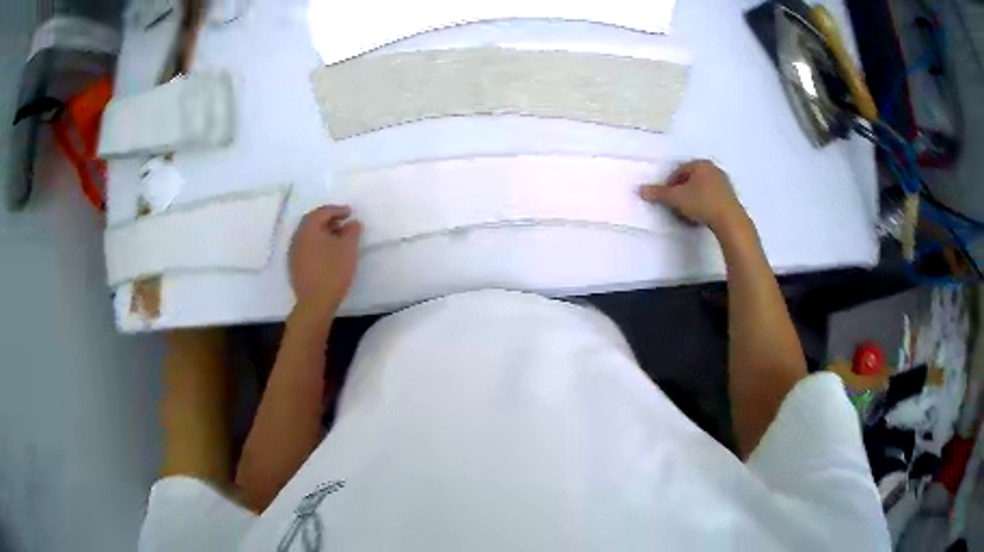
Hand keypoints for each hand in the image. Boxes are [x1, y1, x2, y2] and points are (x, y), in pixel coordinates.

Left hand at [289, 205, 361, 316]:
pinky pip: (306, 247)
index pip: (322, 212)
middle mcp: (297, 238)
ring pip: (308, 236)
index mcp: (308, 229)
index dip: (337, 210)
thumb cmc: (332, 271)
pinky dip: (317, 244)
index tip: (350, 212)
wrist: (315, 303)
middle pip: (312, 222)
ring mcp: (293, 253)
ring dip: (323, 232)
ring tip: (338, 238)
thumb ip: (352, 231)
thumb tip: (352, 223)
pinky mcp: (295, 267)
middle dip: (328, 219)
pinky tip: (328, 253)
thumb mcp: (348, 249)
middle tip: (343, 221)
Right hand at [639, 160, 747, 233]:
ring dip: (694, 197)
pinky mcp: (731, 197)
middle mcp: (713, 169)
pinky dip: (705, 203)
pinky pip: (712, 197)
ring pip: (702, 188)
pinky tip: (702, 215)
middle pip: (692, 178)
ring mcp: (724, 183)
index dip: (670, 184)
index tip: (667, 197)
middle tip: (676, 204)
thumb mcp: (676, 199)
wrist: (730, 220)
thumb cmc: (702, 203)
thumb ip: (659, 193)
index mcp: (700, 164)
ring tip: (688, 212)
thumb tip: (641, 190)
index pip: (680, 171)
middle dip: (682, 190)